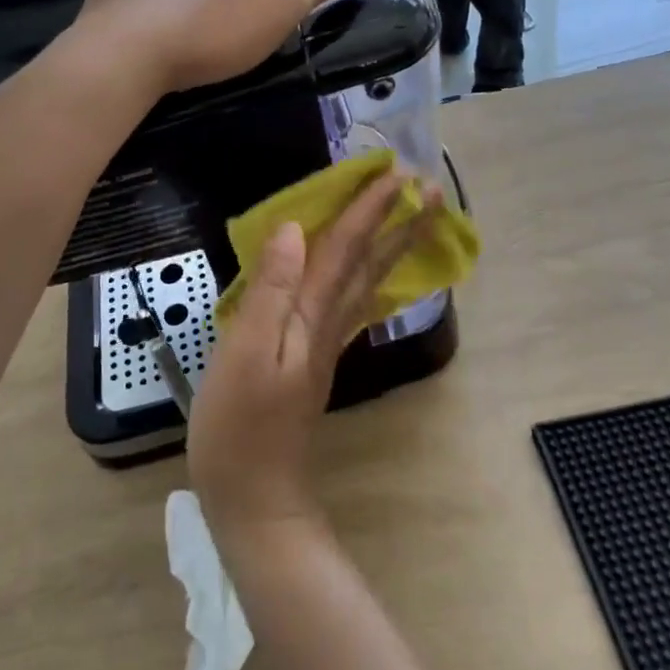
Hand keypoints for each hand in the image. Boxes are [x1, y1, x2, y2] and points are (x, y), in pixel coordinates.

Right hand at [187, 169, 442, 543]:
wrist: (255, 496)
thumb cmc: (238, 424)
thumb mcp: (243, 351)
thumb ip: (271, 289)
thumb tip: (296, 230)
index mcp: (311, 316)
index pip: (346, 249)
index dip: (369, 209)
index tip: (396, 173)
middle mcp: (329, 324)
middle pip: (370, 264)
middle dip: (398, 223)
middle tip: (431, 188)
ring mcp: (326, 344)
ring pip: (367, 282)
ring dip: (391, 246)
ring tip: (413, 218)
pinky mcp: (316, 360)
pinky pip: (354, 304)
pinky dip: (370, 279)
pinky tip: (371, 276)